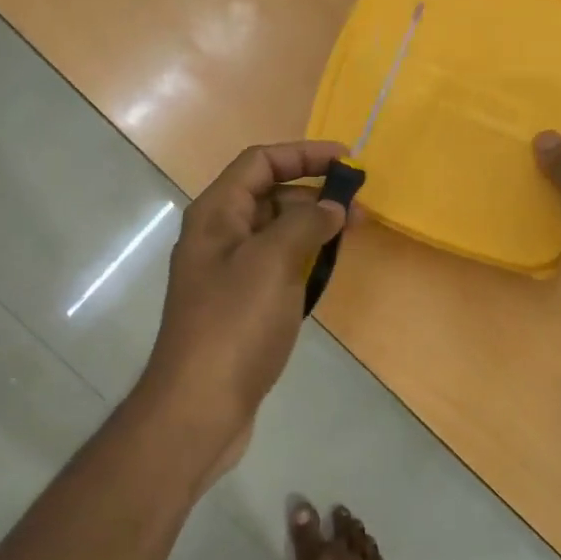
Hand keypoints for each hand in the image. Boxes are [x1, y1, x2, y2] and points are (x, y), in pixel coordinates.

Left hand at [142, 141, 347, 461]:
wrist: (200, 405)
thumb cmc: (234, 324)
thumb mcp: (272, 262)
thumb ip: (305, 224)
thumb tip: (332, 207)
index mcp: (216, 214)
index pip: (260, 163)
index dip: (303, 154)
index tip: (348, 160)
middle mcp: (218, 236)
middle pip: (268, 195)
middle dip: (314, 193)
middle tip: (359, 209)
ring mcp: (228, 273)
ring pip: (275, 233)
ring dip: (312, 226)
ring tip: (351, 236)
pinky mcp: (241, 305)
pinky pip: (276, 266)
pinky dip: (303, 258)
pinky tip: (326, 270)